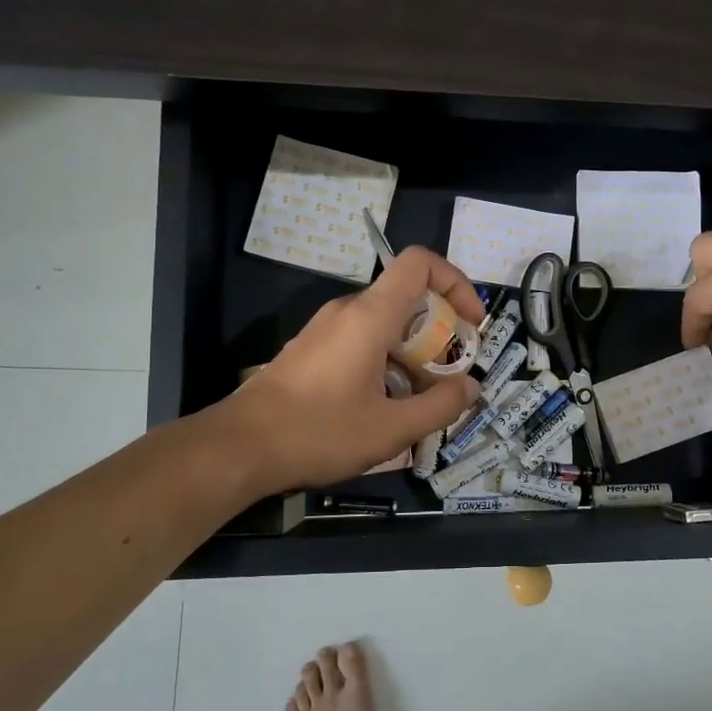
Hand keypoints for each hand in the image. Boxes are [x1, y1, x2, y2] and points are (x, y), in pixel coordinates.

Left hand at [221, 246, 486, 493]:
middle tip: (450, 377)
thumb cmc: (319, 432)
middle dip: (439, 333)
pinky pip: (361, 341)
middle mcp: (348, 311)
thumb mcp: (391, 429)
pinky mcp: (311, 350)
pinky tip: (382, 408)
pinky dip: (385, 362)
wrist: (239, 447)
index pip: (420, 263)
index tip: (471, 324)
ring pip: (385, 324)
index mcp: (371, 315)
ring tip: (419, 402)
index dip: (455, 283)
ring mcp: (325, 329)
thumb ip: (440, 406)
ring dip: (412, 354)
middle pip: (407, 298)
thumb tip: (472, 387)